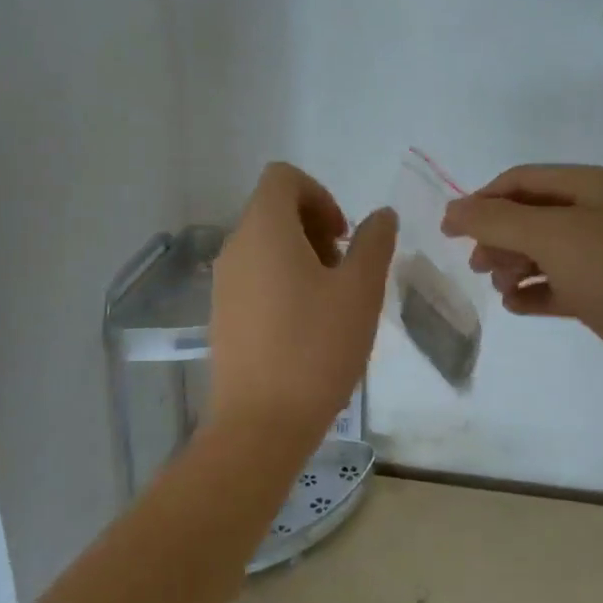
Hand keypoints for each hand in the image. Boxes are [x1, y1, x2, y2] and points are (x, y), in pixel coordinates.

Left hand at [209, 163, 396, 448]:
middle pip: (273, 210)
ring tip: (331, 302)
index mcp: (264, 230)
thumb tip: (381, 215)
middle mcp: (235, 248)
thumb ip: (374, 243)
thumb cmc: (315, 348)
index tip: (344, 236)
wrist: (260, 424)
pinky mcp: (222, 315)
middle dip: (315, 227)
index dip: (320, 194)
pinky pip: (254, 277)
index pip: (283, 177)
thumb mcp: (360, 291)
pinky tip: (307, 326)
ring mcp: (223, 284)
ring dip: (302, 257)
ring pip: (265, 246)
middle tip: (344, 270)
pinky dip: (283, 282)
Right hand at [440, 164, 602, 399]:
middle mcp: (597, 214)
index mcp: (590, 186)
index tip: (450, 231)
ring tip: (501, 288)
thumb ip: (497, 220)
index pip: (521, 180)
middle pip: (529, 215)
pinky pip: (557, 285)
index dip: (482, 200)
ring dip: (513, 265)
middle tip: (478, 266)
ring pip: (542, 251)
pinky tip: (517, 306)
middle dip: (498, 236)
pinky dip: (534, 292)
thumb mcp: (553, 236)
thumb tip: (453, 209)